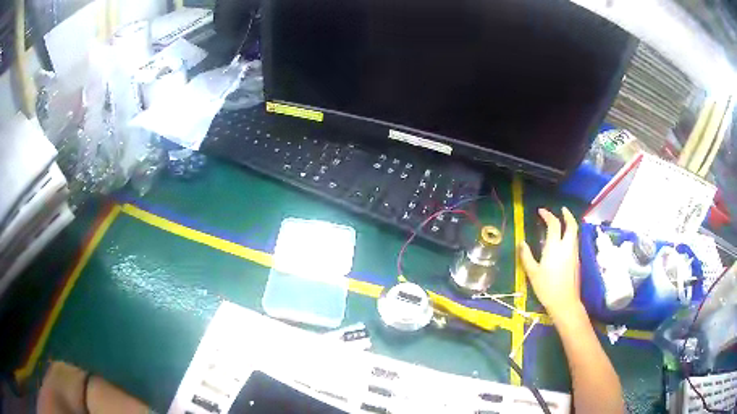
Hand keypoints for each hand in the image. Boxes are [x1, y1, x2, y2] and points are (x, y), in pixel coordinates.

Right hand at [519, 207, 582, 319]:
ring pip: (575, 233)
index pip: (554, 224)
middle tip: (561, 209)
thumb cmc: (547, 288)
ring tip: (563, 222)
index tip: (541, 211)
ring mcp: (574, 253)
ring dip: (570, 224)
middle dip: (567, 214)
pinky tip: (565, 240)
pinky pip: (575, 241)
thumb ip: (526, 256)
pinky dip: (571, 235)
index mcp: (555, 247)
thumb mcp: (532, 273)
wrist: (565, 302)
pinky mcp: (577, 261)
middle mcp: (567, 246)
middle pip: (571, 224)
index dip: (548, 215)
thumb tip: (522, 242)